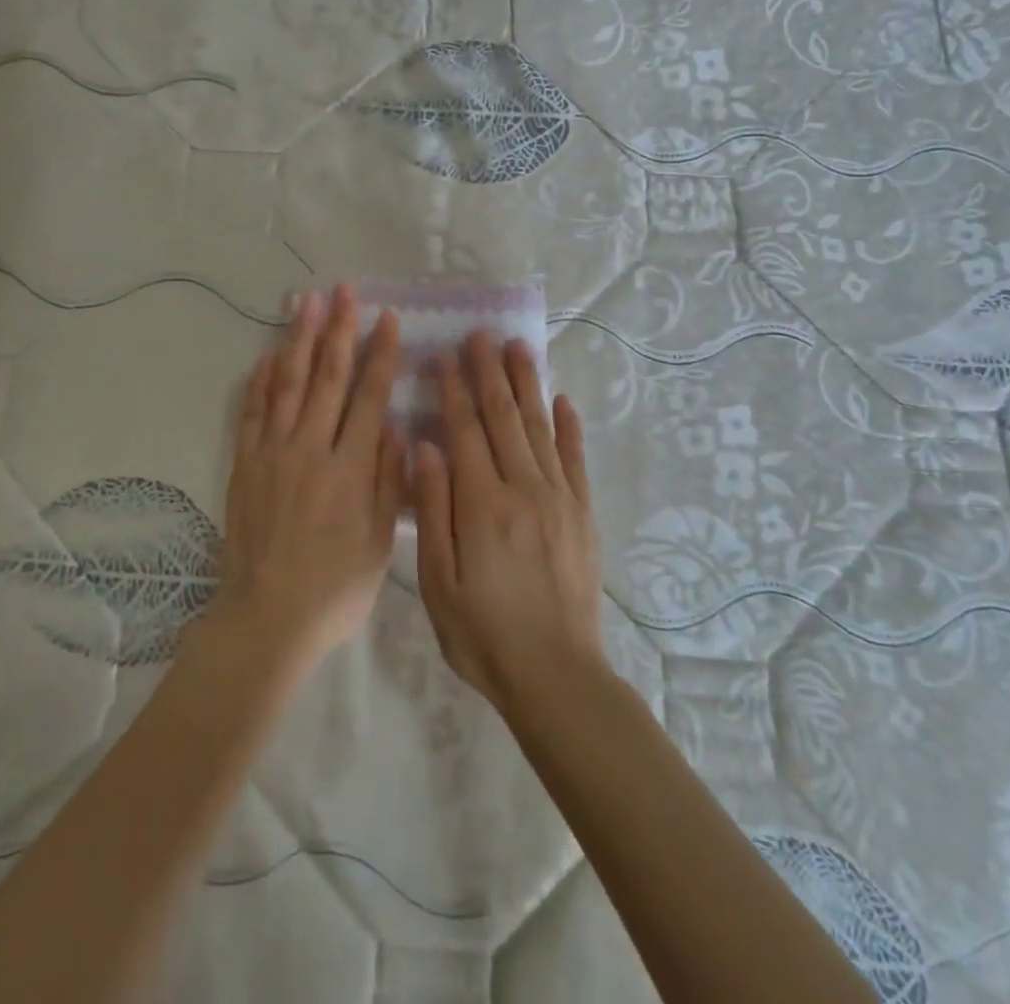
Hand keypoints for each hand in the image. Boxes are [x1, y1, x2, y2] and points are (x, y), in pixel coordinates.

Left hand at [207, 284, 404, 679]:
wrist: (267, 616)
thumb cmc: (335, 587)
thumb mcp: (379, 543)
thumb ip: (389, 481)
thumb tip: (397, 427)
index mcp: (349, 467)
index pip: (369, 396)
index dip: (380, 354)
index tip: (387, 319)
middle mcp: (310, 448)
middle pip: (328, 377)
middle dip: (339, 330)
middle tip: (345, 291)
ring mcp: (272, 452)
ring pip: (288, 383)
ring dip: (299, 339)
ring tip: (307, 302)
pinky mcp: (244, 464)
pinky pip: (252, 411)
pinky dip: (259, 380)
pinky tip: (267, 354)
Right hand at [411, 330, 604, 715]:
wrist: (556, 676)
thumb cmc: (483, 633)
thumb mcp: (438, 581)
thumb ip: (433, 510)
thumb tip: (427, 448)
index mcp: (482, 505)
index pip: (464, 432)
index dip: (453, 390)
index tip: (445, 355)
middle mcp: (523, 490)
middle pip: (503, 418)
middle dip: (489, 373)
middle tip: (481, 334)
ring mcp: (559, 499)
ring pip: (540, 428)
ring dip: (527, 384)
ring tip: (518, 347)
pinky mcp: (583, 515)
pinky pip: (575, 459)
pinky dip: (569, 427)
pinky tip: (562, 400)